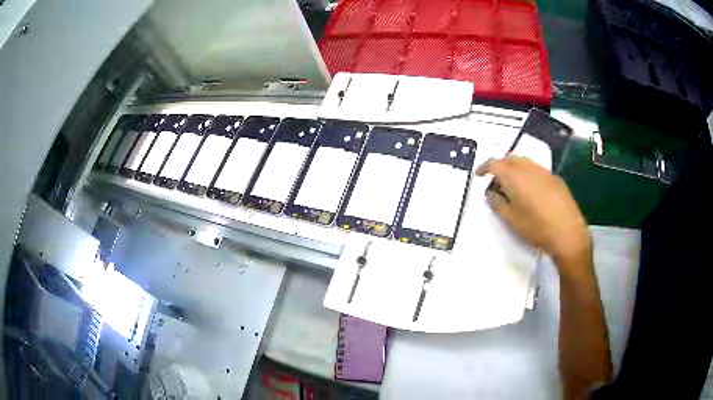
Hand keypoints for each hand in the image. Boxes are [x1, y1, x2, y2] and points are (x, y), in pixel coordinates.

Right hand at [476, 155, 590, 266]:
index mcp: (514, 176)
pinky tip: (532, 192)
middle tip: (496, 181)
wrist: (567, 232)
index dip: (484, 167)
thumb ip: (497, 203)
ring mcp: (544, 172)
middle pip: (510, 159)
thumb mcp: (511, 219)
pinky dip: (529, 175)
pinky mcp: (555, 179)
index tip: (480, 175)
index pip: (495, 163)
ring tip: (514, 186)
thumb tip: (491, 193)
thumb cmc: (536, 227)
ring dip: (515, 169)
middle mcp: (529, 168)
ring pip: (525, 163)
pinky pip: (537, 170)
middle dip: (501, 166)